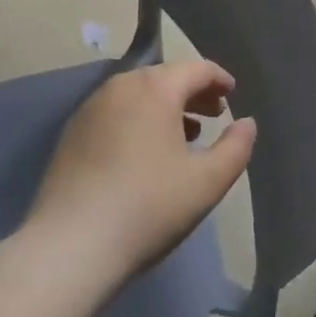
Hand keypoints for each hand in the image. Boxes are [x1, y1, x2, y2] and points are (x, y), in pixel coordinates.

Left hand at [28, 60, 256, 281]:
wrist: (69, 248)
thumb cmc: (148, 207)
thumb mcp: (208, 181)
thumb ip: (236, 148)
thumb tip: (246, 123)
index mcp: (155, 88)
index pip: (196, 68)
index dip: (219, 78)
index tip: (232, 94)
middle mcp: (120, 87)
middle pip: (165, 77)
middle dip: (193, 92)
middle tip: (214, 114)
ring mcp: (90, 109)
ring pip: (138, 94)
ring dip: (165, 107)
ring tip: (184, 134)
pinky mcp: (71, 135)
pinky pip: (115, 113)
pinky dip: (138, 120)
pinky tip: (145, 153)